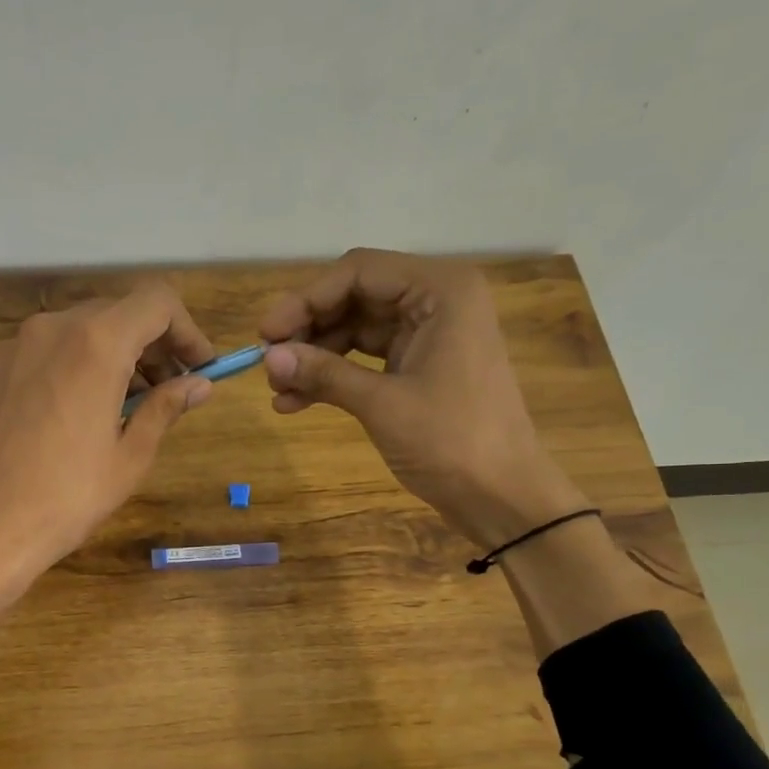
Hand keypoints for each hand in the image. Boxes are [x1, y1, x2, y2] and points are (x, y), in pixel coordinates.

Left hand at [0, 282, 214, 714]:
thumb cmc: (68, 497)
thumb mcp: (130, 457)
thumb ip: (166, 408)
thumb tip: (199, 385)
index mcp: (96, 342)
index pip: (157, 301)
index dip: (188, 330)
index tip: (200, 367)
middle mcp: (52, 328)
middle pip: (118, 312)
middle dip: (153, 344)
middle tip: (170, 390)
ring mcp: (15, 348)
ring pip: (80, 330)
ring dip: (114, 355)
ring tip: (128, 405)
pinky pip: (47, 353)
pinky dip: (76, 367)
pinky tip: (78, 414)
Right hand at [258, 249, 588, 549]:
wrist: (503, 496)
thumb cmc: (452, 442)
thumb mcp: (382, 404)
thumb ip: (324, 373)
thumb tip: (268, 357)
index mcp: (440, 291)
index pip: (358, 272)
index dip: (305, 300)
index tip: (265, 334)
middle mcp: (436, 301)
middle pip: (354, 297)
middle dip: (308, 330)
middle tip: (268, 364)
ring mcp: (429, 335)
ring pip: (355, 330)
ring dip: (315, 357)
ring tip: (276, 390)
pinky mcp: (420, 367)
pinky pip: (366, 359)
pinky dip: (334, 377)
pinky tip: (295, 403)